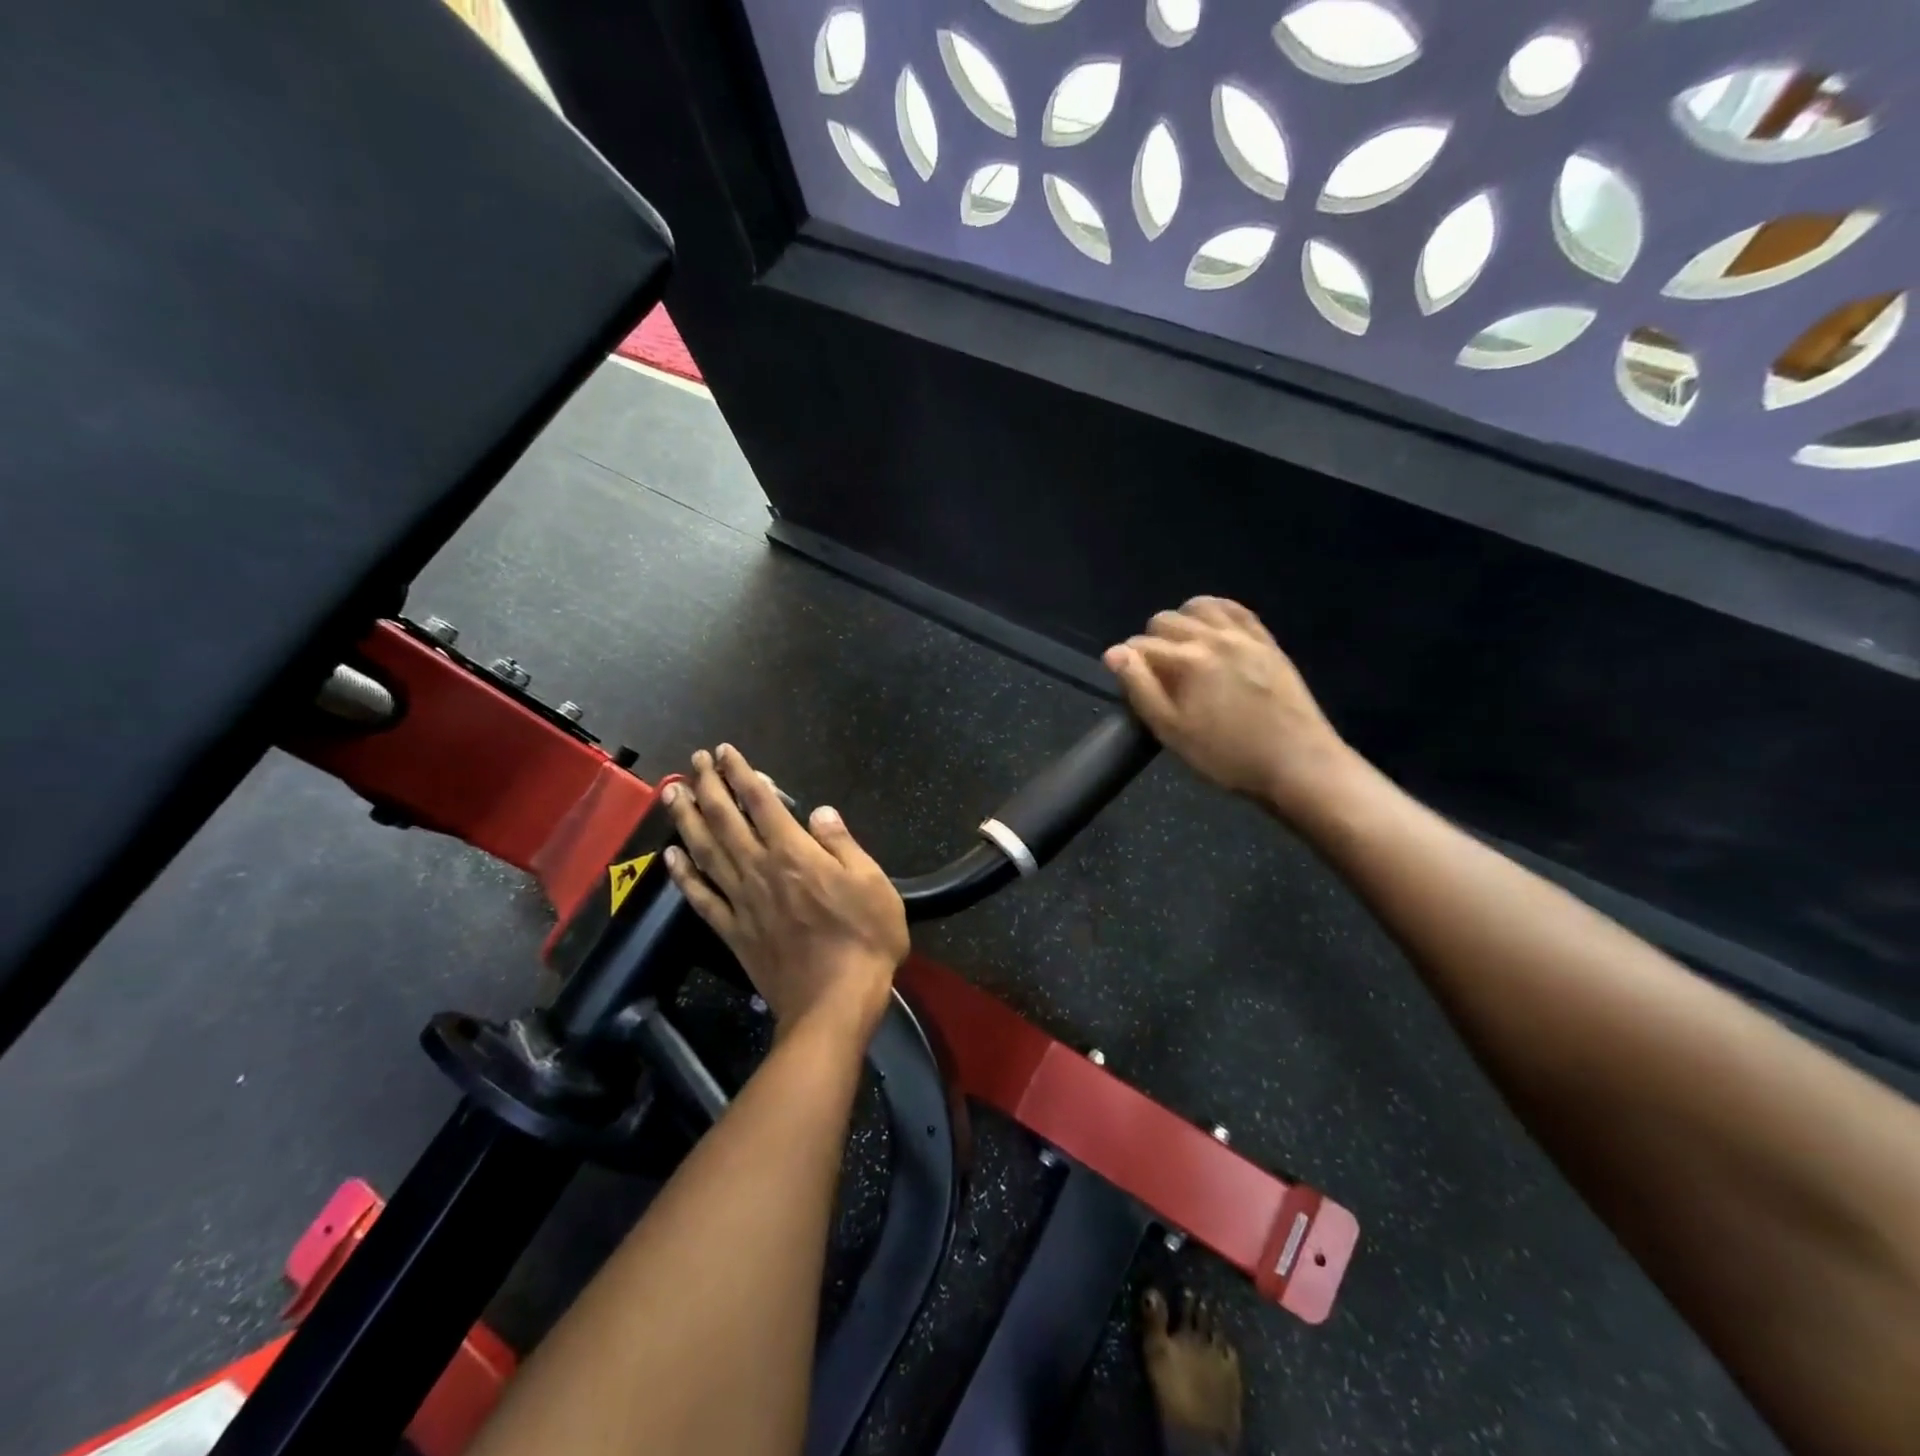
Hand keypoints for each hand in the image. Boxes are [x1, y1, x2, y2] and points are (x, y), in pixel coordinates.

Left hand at [661, 744, 907, 1046]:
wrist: (833, 1004)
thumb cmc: (864, 939)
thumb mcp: (872, 883)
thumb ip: (841, 844)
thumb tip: (819, 812)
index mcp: (795, 854)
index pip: (761, 802)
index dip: (742, 773)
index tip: (726, 752)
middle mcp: (760, 869)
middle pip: (725, 819)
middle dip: (708, 785)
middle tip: (694, 760)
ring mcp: (741, 901)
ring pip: (705, 851)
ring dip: (686, 819)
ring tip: (671, 793)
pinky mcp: (733, 931)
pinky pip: (701, 897)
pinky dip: (683, 875)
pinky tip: (670, 857)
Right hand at [1103, 597, 1353, 825]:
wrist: (1297, 763)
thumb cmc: (1226, 756)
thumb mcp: (1171, 731)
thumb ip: (1140, 688)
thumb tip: (1114, 653)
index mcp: (1187, 660)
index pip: (1139, 645)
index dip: (1127, 664)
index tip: (1132, 686)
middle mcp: (1213, 637)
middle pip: (1165, 620)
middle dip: (1151, 642)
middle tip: (1157, 676)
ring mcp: (1244, 635)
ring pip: (1199, 606)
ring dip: (1182, 622)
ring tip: (1182, 651)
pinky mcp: (1267, 641)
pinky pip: (1235, 610)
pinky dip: (1215, 613)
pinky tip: (1212, 631)